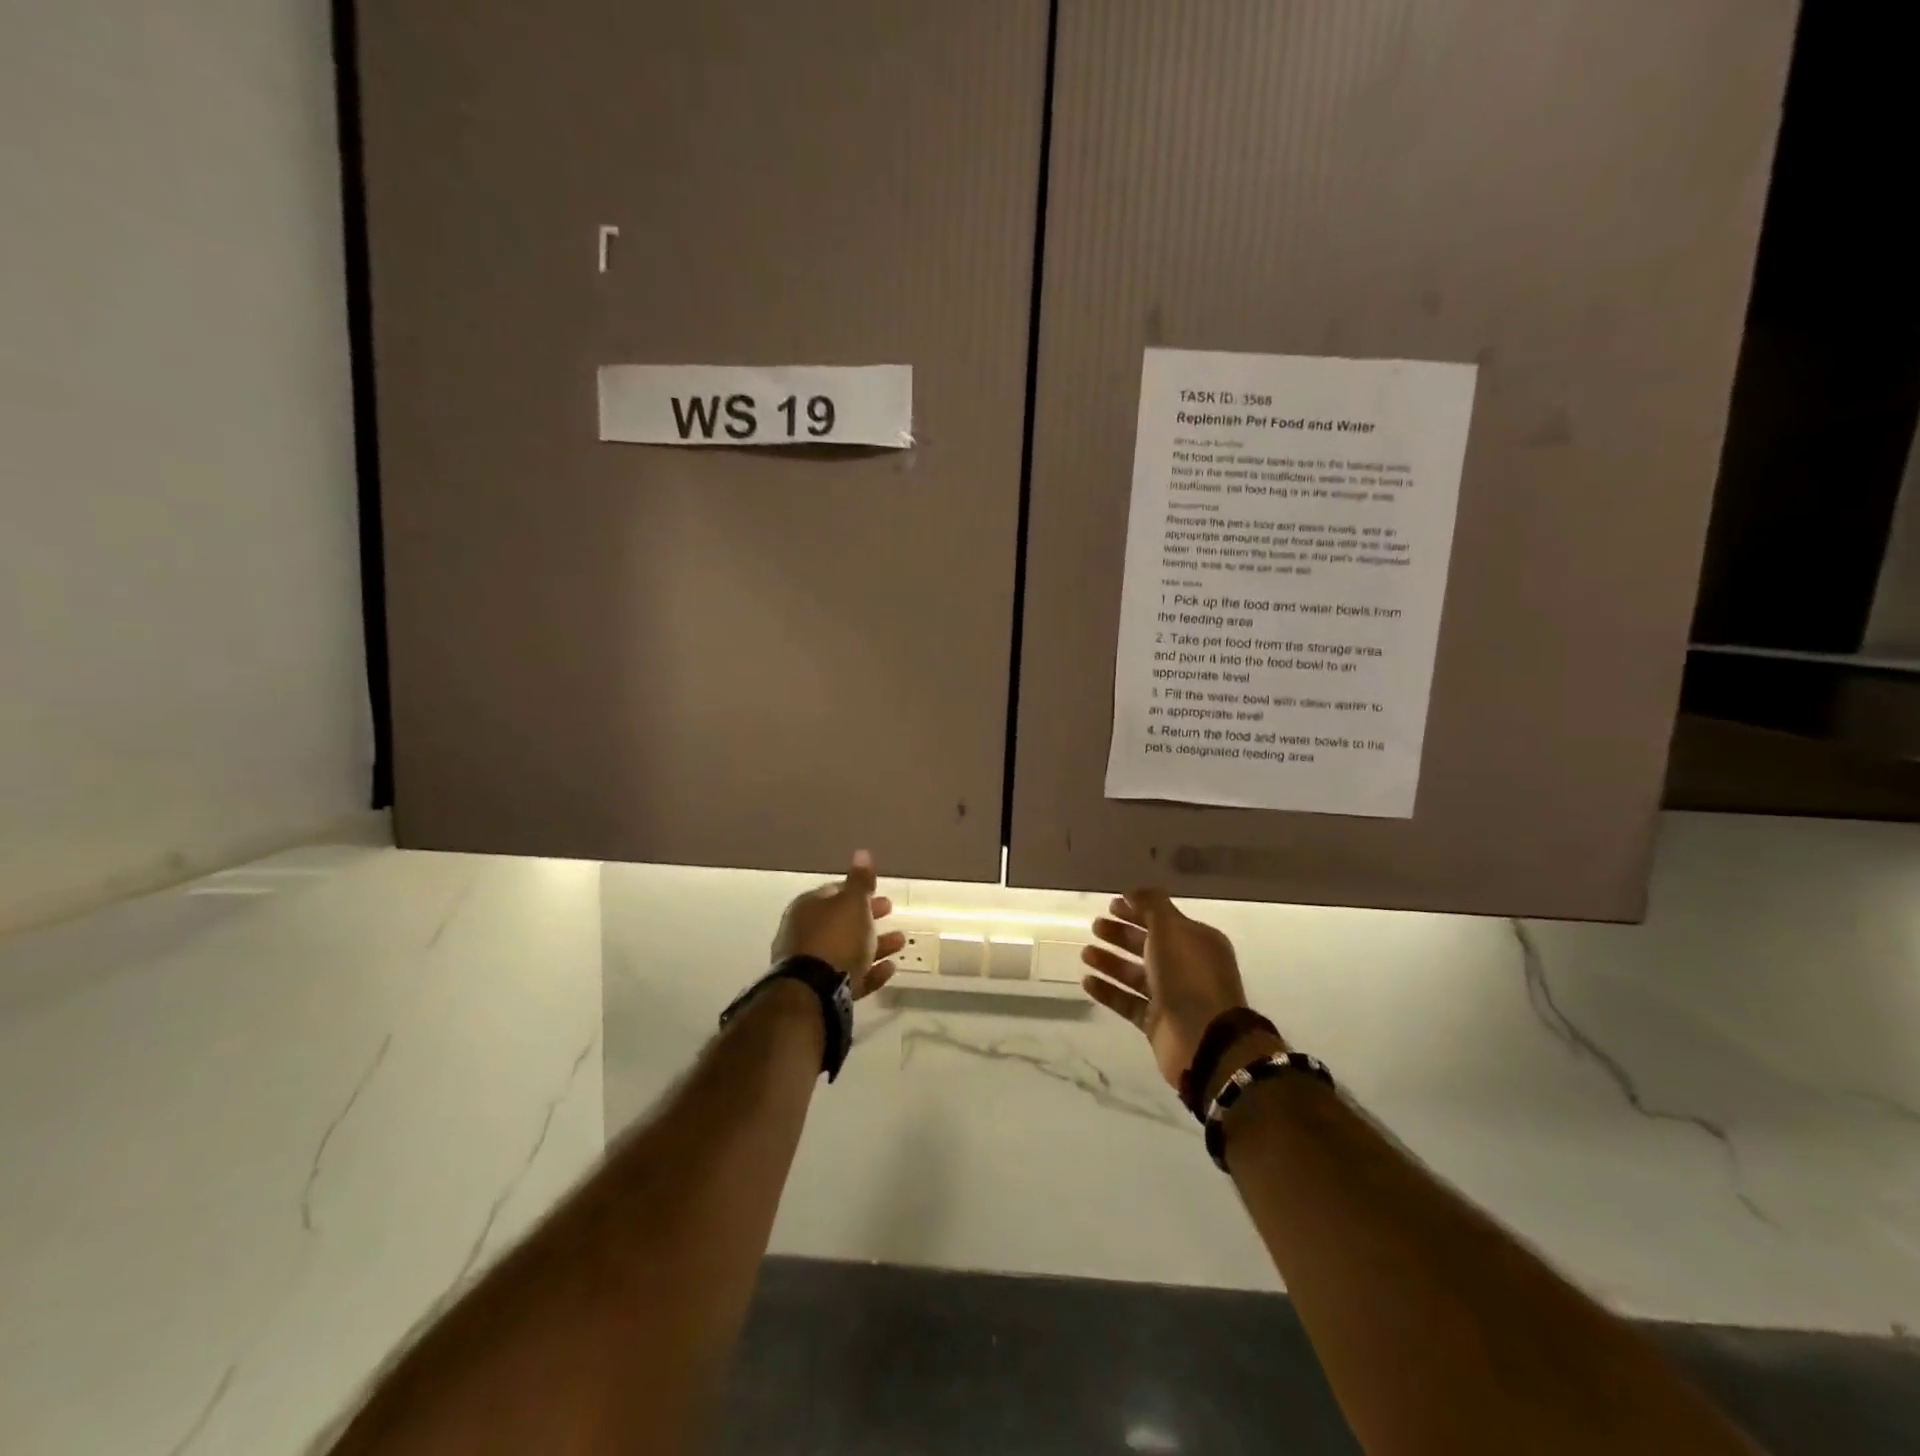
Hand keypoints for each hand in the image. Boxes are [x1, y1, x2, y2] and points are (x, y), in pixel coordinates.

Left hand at [770, 850, 904, 999]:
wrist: (814, 992)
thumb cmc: (835, 938)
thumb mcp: (853, 903)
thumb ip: (860, 880)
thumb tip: (862, 852)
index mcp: (808, 908)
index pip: (834, 892)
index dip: (858, 891)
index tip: (879, 892)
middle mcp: (805, 934)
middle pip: (842, 922)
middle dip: (868, 917)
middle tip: (890, 912)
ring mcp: (812, 965)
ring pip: (848, 950)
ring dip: (875, 945)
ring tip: (900, 942)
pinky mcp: (822, 991)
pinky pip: (850, 976)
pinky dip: (870, 971)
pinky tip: (889, 969)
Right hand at [1082, 890, 1258, 1088]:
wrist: (1203, 1039)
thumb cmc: (1188, 975)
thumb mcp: (1170, 928)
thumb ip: (1151, 905)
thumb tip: (1134, 891)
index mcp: (1197, 942)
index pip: (1163, 920)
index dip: (1138, 910)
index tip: (1111, 904)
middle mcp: (1186, 967)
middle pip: (1148, 946)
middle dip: (1121, 934)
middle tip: (1095, 926)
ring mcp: (1172, 997)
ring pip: (1135, 974)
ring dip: (1110, 962)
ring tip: (1084, 953)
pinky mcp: (1157, 1023)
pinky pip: (1128, 1002)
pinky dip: (1109, 991)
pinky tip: (1087, 981)